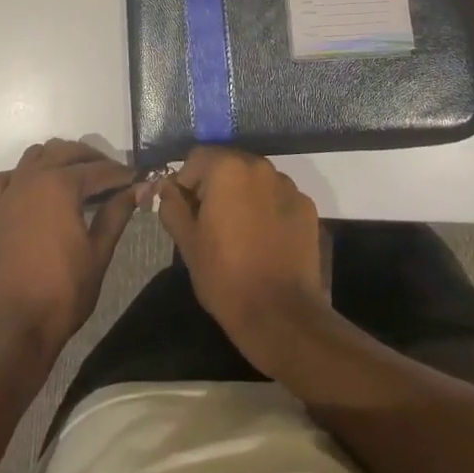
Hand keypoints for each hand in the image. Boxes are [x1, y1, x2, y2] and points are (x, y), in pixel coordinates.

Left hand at [0, 140, 141, 368]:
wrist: (13, 328)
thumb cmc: (62, 292)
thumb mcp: (98, 252)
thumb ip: (117, 213)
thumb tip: (140, 189)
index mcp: (61, 185)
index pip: (100, 169)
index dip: (122, 174)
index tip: (139, 179)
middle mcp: (33, 178)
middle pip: (67, 151)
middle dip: (93, 159)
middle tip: (114, 178)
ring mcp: (10, 193)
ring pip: (36, 155)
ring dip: (60, 158)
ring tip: (79, 178)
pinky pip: (9, 177)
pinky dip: (26, 174)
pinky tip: (38, 189)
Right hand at [157, 146, 326, 372]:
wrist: (280, 315)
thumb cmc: (225, 276)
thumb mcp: (187, 242)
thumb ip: (172, 206)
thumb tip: (167, 187)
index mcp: (228, 169)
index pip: (197, 158)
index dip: (185, 183)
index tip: (186, 212)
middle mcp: (260, 166)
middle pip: (228, 164)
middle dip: (215, 186)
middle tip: (209, 223)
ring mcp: (288, 185)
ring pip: (254, 180)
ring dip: (242, 195)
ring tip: (239, 233)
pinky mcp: (306, 206)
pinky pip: (277, 197)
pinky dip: (267, 209)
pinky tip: (264, 240)